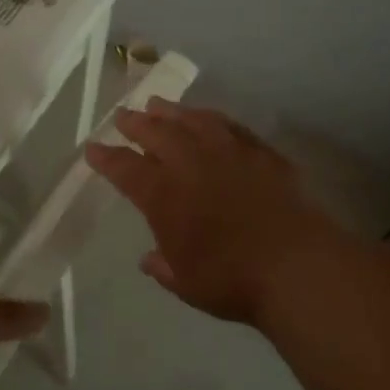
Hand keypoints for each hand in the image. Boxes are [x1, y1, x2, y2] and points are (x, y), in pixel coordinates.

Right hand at [86, 99, 351, 325]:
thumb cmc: (231, 280)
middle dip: (135, 123)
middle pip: (156, 133)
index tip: (93, 147)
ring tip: (159, 105)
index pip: (125, 168)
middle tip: (123, 115)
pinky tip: (210, 120)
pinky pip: (230, 127)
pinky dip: (214, 120)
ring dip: (172, 112)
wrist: (296, 267)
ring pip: (193, 121)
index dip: (106, 157)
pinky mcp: (260, 153)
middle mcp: (191, 164)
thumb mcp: (186, 284)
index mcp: (163, 195)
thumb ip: (164, 267)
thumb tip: (150, 259)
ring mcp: (228, 153)